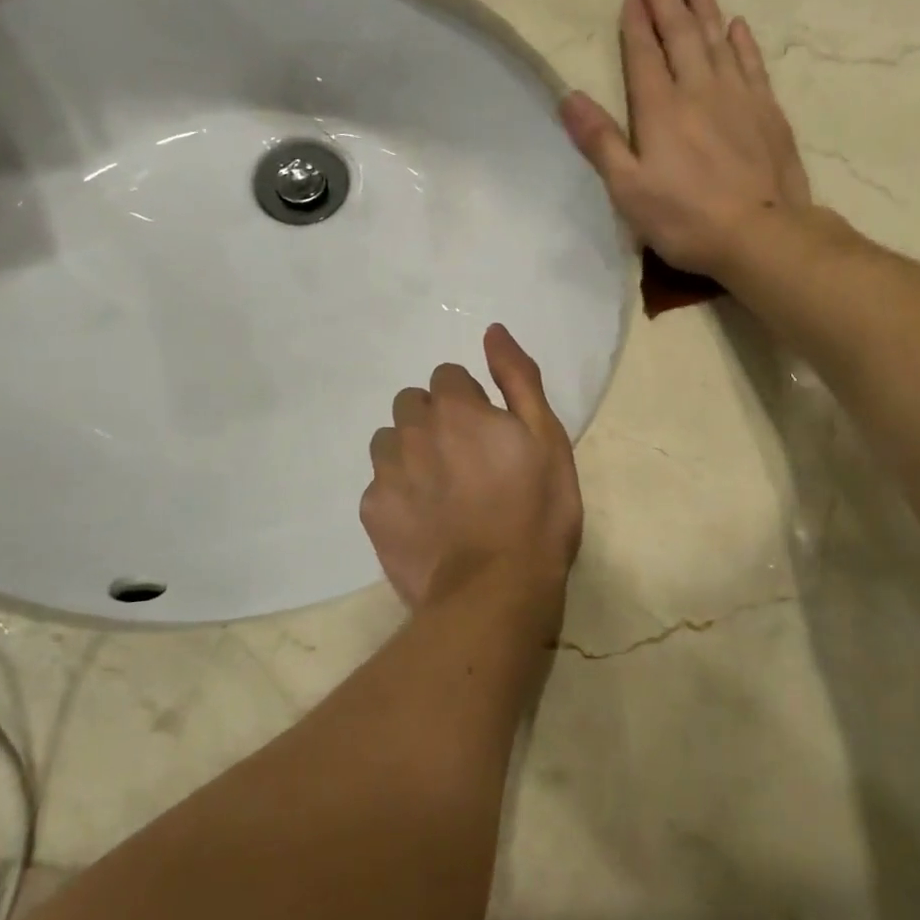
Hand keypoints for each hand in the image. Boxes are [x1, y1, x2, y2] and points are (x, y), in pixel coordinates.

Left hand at [360, 324, 582, 611]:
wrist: (497, 589)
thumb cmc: (536, 510)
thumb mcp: (547, 437)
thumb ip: (517, 378)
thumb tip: (492, 330)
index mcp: (455, 408)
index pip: (447, 376)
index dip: (469, 400)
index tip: (488, 432)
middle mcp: (412, 430)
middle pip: (412, 404)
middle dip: (434, 419)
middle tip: (465, 460)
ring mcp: (387, 472)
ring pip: (389, 441)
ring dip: (410, 452)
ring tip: (441, 490)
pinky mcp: (372, 511)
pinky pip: (379, 485)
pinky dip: (398, 493)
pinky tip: (424, 521)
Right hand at [560, 0, 810, 277]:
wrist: (761, 234)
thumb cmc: (686, 219)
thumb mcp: (629, 190)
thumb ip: (600, 142)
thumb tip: (568, 96)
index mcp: (660, 109)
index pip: (643, 54)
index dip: (635, 23)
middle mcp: (699, 90)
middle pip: (680, 36)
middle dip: (666, 3)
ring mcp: (738, 97)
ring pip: (718, 41)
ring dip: (704, 10)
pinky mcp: (767, 112)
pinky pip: (752, 63)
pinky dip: (742, 41)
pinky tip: (737, 27)